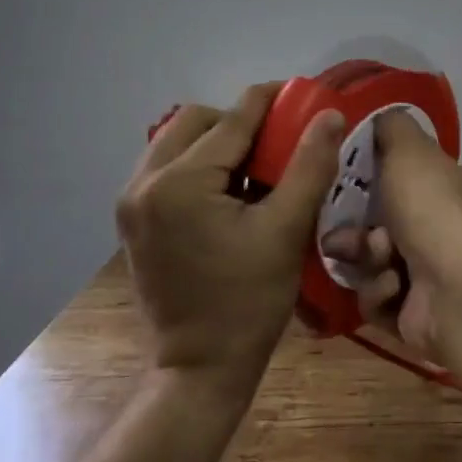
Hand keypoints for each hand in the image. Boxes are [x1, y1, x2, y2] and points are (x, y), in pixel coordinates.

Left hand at [118, 83, 344, 390]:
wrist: (201, 367)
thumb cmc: (249, 302)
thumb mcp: (286, 230)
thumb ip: (310, 165)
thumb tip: (329, 114)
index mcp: (179, 182)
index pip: (233, 119)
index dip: (273, 101)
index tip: (304, 94)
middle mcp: (144, 182)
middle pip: (197, 121)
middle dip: (241, 122)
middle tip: (280, 142)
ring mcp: (132, 201)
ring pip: (178, 142)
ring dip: (219, 143)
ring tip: (258, 167)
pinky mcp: (133, 219)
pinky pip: (168, 169)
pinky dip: (200, 166)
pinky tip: (231, 192)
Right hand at [319, 110, 461, 355]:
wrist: (460, 290)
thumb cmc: (431, 210)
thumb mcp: (409, 150)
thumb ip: (391, 127)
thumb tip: (380, 115)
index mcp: (437, 188)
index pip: (391, 177)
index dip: (359, 179)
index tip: (332, 181)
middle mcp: (433, 228)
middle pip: (371, 223)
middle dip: (351, 228)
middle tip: (339, 232)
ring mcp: (424, 273)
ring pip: (367, 262)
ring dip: (365, 260)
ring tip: (378, 261)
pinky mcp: (412, 314)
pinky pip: (375, 299)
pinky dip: (379, 292)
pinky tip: (394, 288)